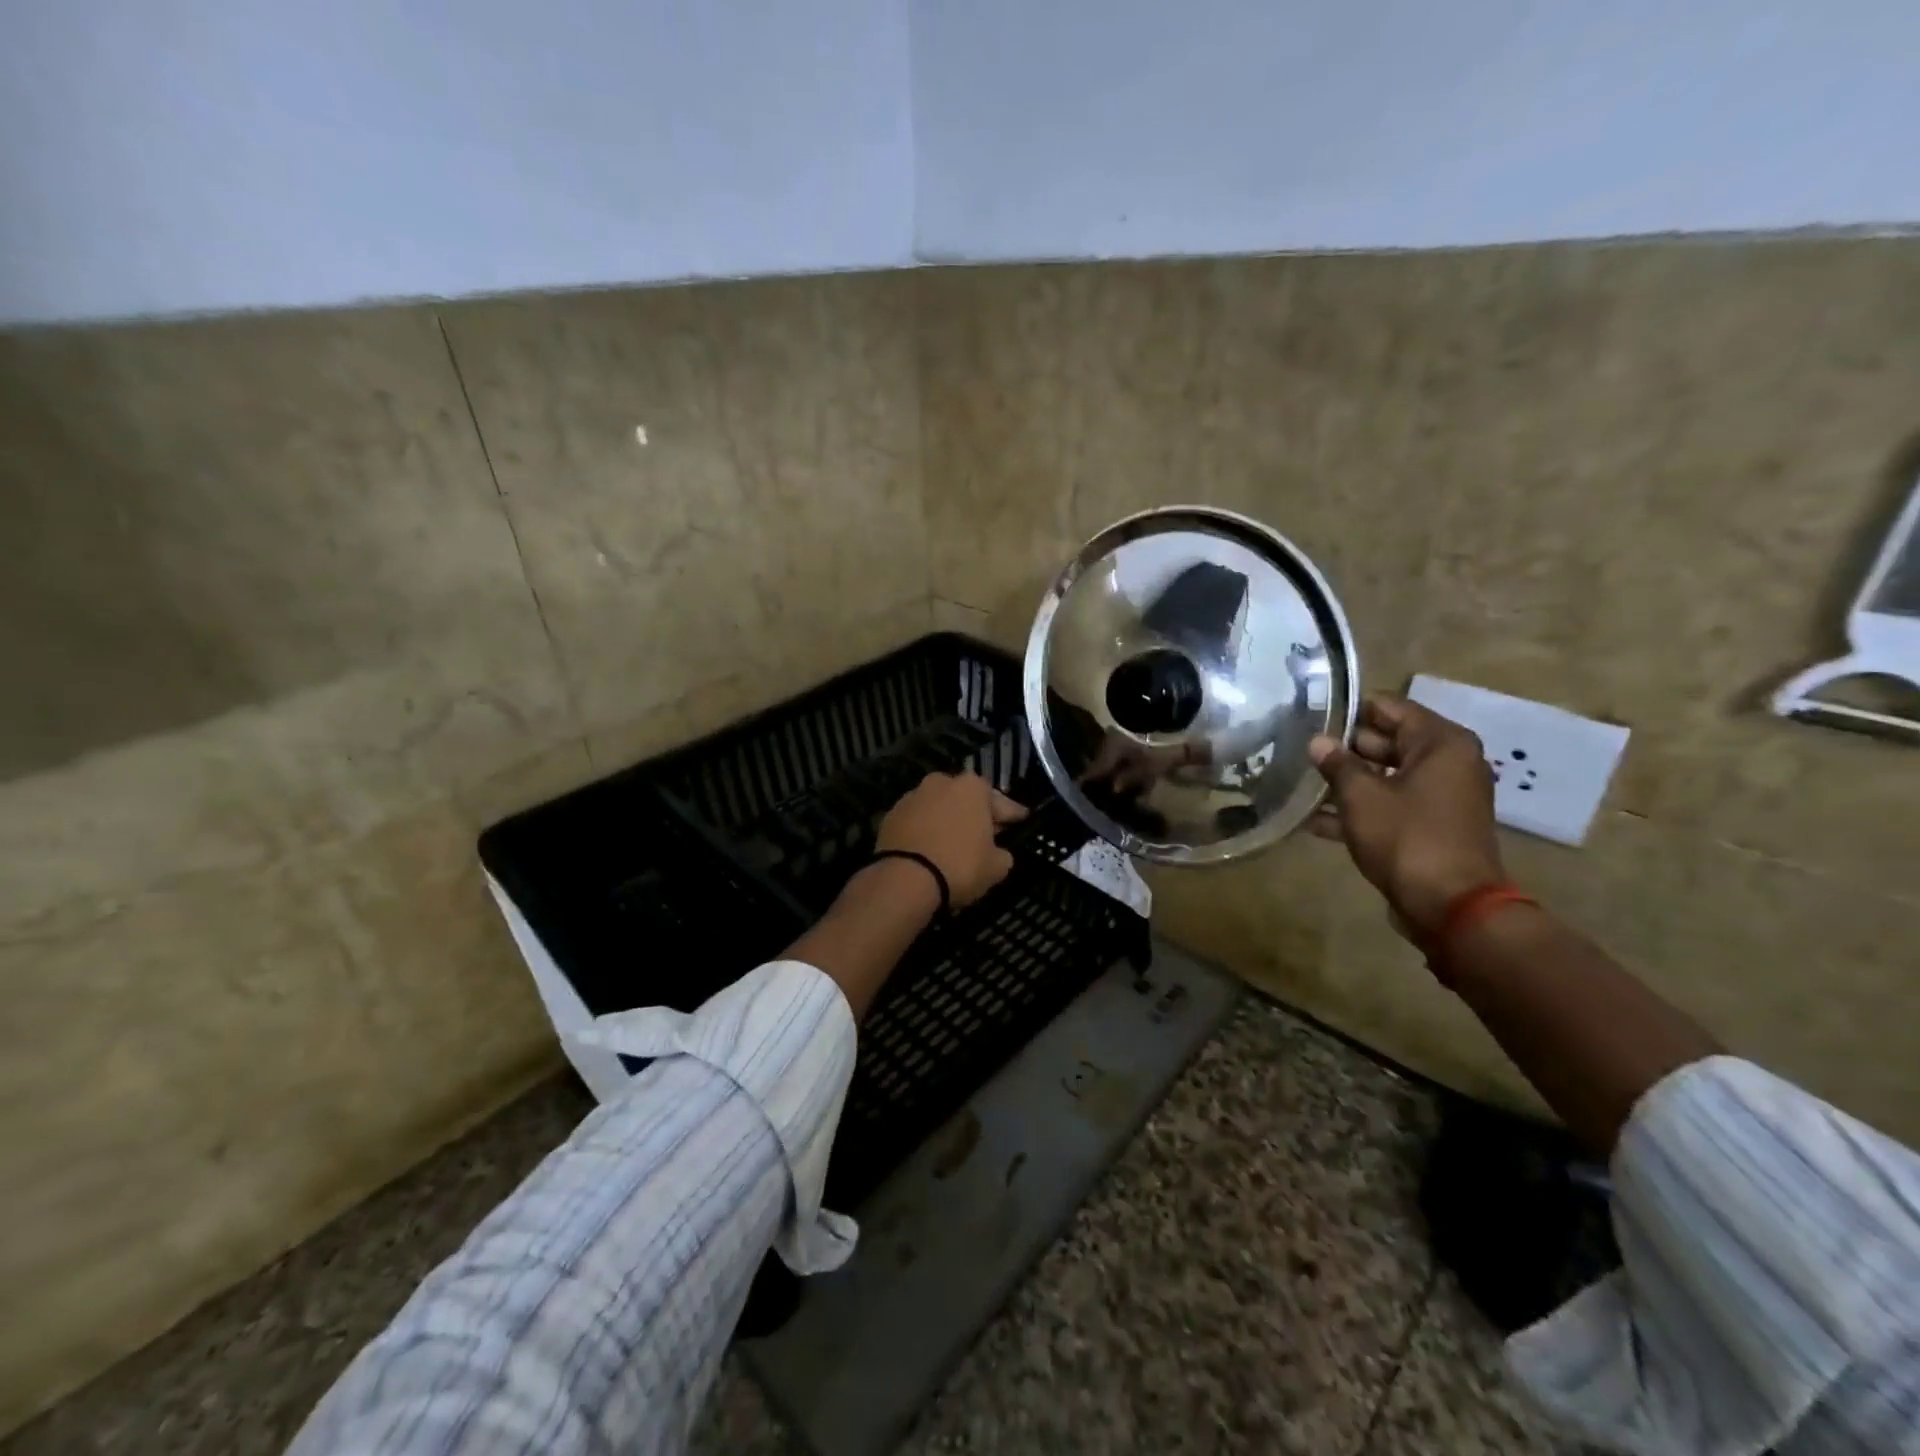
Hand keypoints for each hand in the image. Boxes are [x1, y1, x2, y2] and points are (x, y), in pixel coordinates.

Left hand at [876, 771, 1028, 909]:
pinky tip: (930, 848)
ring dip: (947, 820)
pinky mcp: (890, 815)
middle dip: (976, 813)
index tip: (1021, 819)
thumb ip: (1002, 854)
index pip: (1000, 801)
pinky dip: (925, 831)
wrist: (905, 880)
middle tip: (987, 832)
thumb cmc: (960, 866)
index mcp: (972, 788)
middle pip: (965, 798)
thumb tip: (998, 852)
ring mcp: (912, 797)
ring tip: (955, 842)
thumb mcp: (996, 867)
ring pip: (938, 807)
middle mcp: (941, 783)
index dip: (1012, 813)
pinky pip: (917, 822)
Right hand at [1308, 693, 1504, 938]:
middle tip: (1300, 749)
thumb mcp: (1361, 796)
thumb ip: (1337, 764)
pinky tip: (1316, 819)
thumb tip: (1317, 741)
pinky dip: (1361, 809)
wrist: (1450, 906)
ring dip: (1349, 781)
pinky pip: (1392, 805)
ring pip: (1387, 776)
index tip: (1312, 716)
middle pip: (1389, 740)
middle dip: (1345, 747)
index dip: (1350, 711)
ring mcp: (1442, 797)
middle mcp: (1449, 763)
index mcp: (1441, 743)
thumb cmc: (1407, 837)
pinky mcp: (1432, 826)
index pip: (1389, 708)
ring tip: (1302, 781)